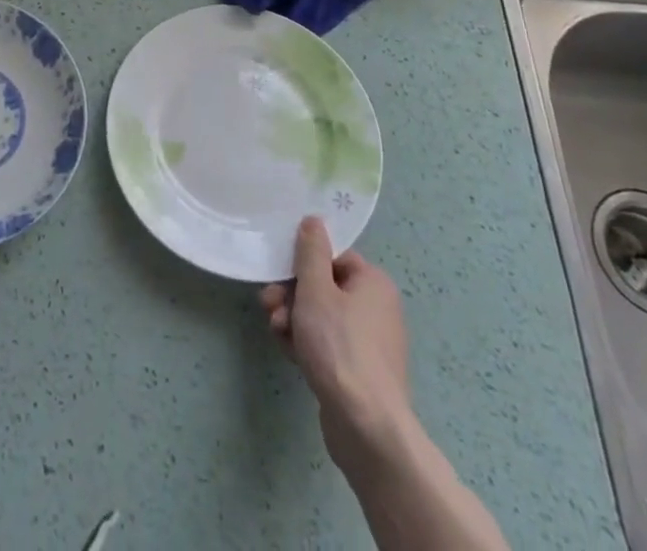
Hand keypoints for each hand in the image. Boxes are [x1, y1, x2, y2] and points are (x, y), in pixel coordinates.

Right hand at [260, 217, 415, 475]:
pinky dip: (306, 344)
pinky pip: (327, 345)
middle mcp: (377, 308)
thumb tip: (314, 220)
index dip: (302, 264)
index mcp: (373, 283)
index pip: (332, 257)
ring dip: (293, 319)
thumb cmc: (339, 347)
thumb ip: (311, 251)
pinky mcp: (360, 372)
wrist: (366, 427)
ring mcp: (370, 343)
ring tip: (276, 331)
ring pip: (321, 317)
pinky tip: (288, 353)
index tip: (278, 274)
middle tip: (269, 305)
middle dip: (291, 294)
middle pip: (324, 287)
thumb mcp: (316, 290)